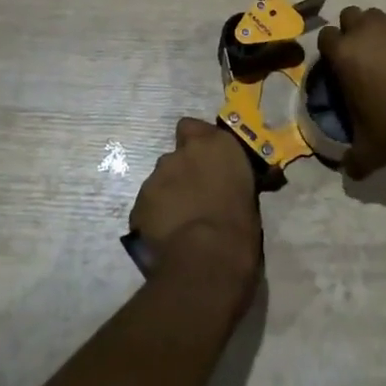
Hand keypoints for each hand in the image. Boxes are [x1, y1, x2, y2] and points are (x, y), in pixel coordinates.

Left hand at [130, 118, 262, 292]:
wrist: (207, 258)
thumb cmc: (240, 226)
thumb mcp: (247, 192)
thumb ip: (230, 178)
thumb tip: (229, 185)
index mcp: (214, 145)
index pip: (192, 127)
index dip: (195, 142)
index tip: (204, 161)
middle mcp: (181, 153)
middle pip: (175, 156)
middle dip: (181, 173)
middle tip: (194, 197)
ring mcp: (156, 178)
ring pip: (159, 182)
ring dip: (168, 195)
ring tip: (180, 223)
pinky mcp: (138, 205)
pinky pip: (147, 207)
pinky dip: (155, 217)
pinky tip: (166, 237)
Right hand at [316, 6, 385, 177]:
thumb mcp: (369, 151)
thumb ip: (352, 159)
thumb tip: (348, 170)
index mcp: (345, 54)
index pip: (325, 36)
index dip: (329, 50)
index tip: (336, 66)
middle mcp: (367, 32)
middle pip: (350, 16)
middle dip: (351, 31)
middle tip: (360, 57)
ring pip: (377, 17)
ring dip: (376, 31)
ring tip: (385, 56)